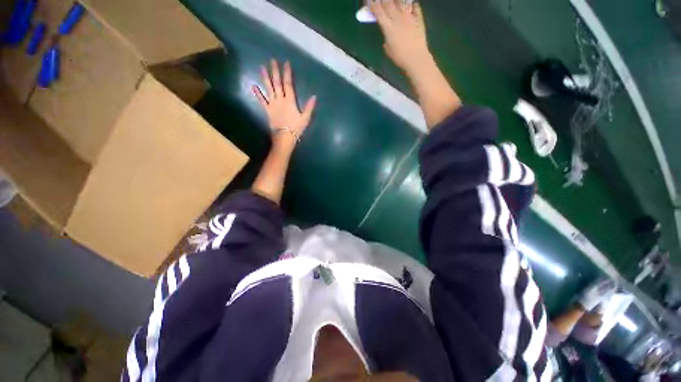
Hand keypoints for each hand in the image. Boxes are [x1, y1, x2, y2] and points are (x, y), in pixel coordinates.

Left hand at [253, 59, 316, 148]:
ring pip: (268, 88)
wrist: (285, 136)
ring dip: (265, 78)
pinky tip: (253, 86)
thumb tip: (314, 96)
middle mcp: (280, 99)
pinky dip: (257, 94)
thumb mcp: (306, 118)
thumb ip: (309, 107)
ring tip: (262, 68)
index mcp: (290, 100)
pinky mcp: (267, 110)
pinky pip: (262, 101)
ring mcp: (272, 104)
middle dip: (275, 71)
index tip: (286, 63)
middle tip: (272, 60)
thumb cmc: (296, 128)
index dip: (287, 73)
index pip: (288, 84)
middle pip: (277, 83)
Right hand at [370, 0, 429, 73]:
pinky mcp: (419, 18)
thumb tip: (388, 30)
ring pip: (401, 1)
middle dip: (383, 0)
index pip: (378, 12)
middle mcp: (398, 18)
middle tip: (381, 0)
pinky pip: (415, 6)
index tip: (368, 1)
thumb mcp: (388, 49)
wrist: (416, 58)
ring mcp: (409, 16)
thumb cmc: (399, 58)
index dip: (372, 4)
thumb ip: (386, 37)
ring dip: (396, 0)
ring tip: (393, 2)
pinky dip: (412, 3)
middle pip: (388, 3)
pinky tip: (410, 4)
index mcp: (388, 27)